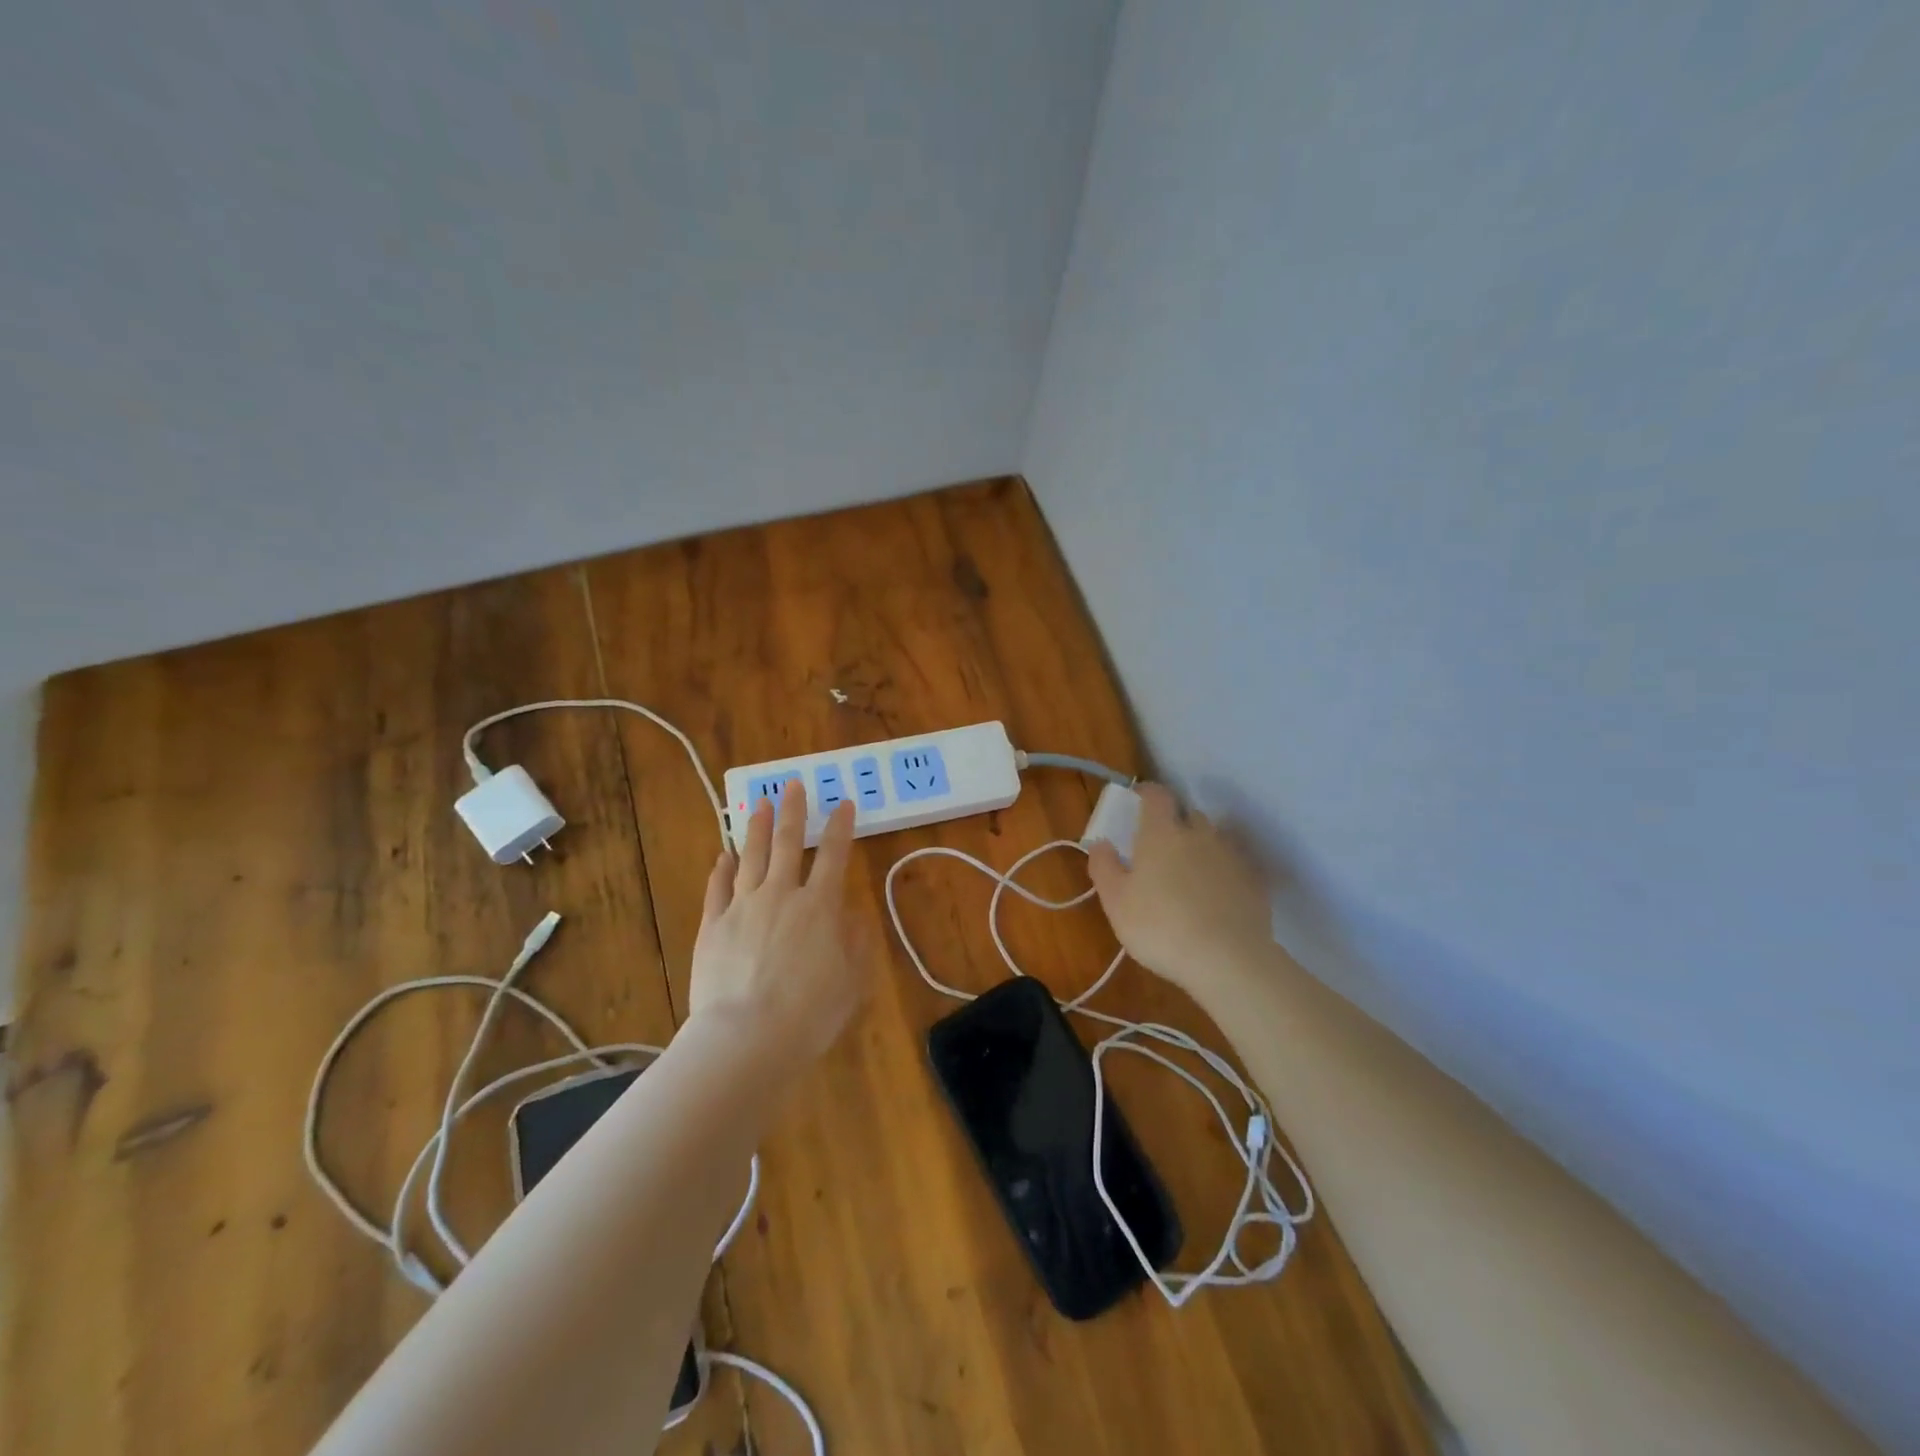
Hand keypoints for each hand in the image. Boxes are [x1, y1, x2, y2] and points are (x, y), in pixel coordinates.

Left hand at [690, 780, 872, 1072]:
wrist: (747, 1037)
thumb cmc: (810, 1013)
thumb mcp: (852, 981)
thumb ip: (857, 943)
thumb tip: (854, 915)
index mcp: (820, 906)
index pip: (834, 855)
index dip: (840, 826)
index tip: (843, 803)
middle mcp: (781, 895)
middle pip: (786, 842)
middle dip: (792, 810)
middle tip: (792, 783)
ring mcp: (742, 907)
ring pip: (749, 856)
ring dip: (755, 827)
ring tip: (758, 803)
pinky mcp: (712, 926)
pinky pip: (717, 888)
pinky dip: (721, 868)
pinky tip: (722, 855)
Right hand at [1086, 783, 1273, 1000]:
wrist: (1229, 960)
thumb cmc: (1160, 927)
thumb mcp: (1116, 902)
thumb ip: (1104, 867)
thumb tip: (1102, 843)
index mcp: (1162, 833)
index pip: (1156, 795)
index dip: (1146, 793)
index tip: (1137, 801)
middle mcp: (1200, 834)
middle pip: (1188, 814)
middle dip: (1175, 823)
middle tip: (1160, 848)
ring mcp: (1231, 856)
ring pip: (1214, 839)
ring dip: (1200, 847)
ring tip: (1189, 875)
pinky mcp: (1255, 881)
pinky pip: (1234, 866)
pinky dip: (1223, 872)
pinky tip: (1216, 897)